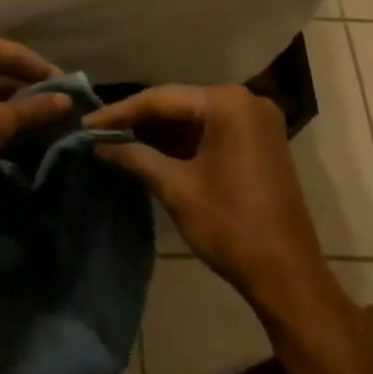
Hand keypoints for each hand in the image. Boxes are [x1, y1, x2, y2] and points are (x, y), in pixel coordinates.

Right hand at [88, 85, 323, 305]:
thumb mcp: (176, 188)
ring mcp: (257, 121)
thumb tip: (99, 143)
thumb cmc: (230, 225)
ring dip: (159, 131)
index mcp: (227, 103)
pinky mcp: (260, 141)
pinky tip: (151, 149)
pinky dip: (183, 141)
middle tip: (99, 131)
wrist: (286, 274)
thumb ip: (135, 157)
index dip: (120, 112)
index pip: (161, 99)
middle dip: (139, 119)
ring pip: (194, 117)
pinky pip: (212, 130)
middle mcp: (245, 100)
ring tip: (117, 140)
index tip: (86, 124)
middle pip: (179, 103)